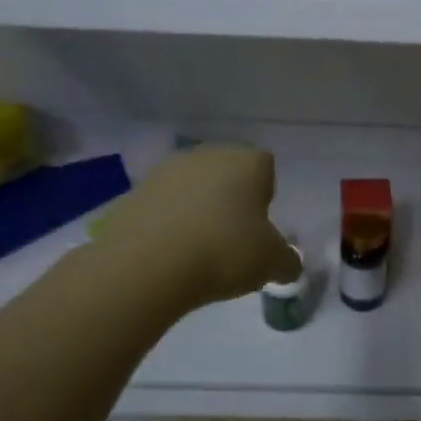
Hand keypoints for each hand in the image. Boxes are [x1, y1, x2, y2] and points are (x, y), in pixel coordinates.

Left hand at [92, 146, 301, 306]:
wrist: (146, 264)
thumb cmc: (224, 251)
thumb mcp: (271, 263)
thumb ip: (287, 262)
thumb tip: (288, 265)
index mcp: (247, 162)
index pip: (265, 166)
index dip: (265, 194)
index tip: (260, 226)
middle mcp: (207, 155)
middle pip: (226, 172)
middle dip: (230, 198)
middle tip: (232, 237)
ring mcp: (165, 171)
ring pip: (191, 187)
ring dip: (196, 209)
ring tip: (197, 248)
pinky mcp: (133, 193)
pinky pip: (161, 206)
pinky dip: (166, 223)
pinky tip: (168, 253)